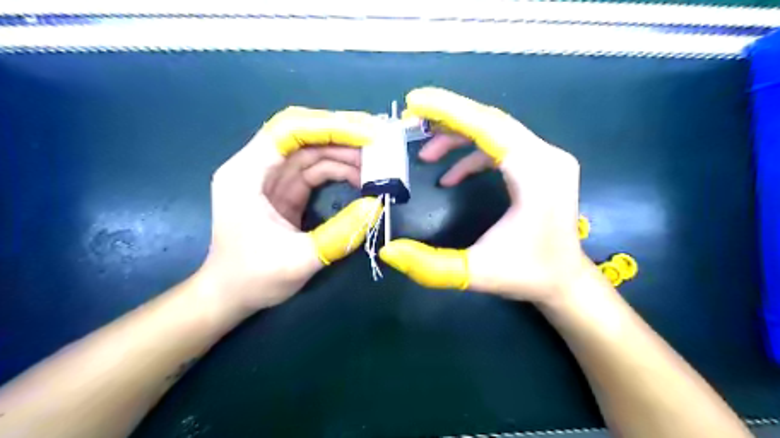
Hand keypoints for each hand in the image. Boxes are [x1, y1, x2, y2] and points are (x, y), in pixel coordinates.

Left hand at [199, 107, 380, 314]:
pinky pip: (315, 171)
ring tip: (376, 163)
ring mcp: (272, 179)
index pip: (288, 131)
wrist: (230, 296)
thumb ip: (339, 234)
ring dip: (345, 154)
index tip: (365, 135)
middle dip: (342, 135)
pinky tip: (360, 178)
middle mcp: (257, 167)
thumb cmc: (252, 278)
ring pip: (312, 152)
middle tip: (379, 142)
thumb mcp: (299, 260)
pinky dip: (339, 170)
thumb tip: (376, 206)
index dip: (328, 127)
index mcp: (246, 174)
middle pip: (303, 136)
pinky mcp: (285, 192)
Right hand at [380, 87, 590, 303]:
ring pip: (496, 130)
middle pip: (491, 121)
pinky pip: (502, 147)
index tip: (414, 102)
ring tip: (426, 155)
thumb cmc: (526, 275)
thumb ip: (429, 266)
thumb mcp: (474, 273)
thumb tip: (389, 251)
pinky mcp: (541, 165)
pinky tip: (450, 175)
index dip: (450, 111)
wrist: (564, 279)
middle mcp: (547, 157)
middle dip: (448, 118)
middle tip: (410, 120)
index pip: (489, 127)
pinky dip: (473, 154)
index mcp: (536, 175)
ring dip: (458, 137)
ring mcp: (547, 158)